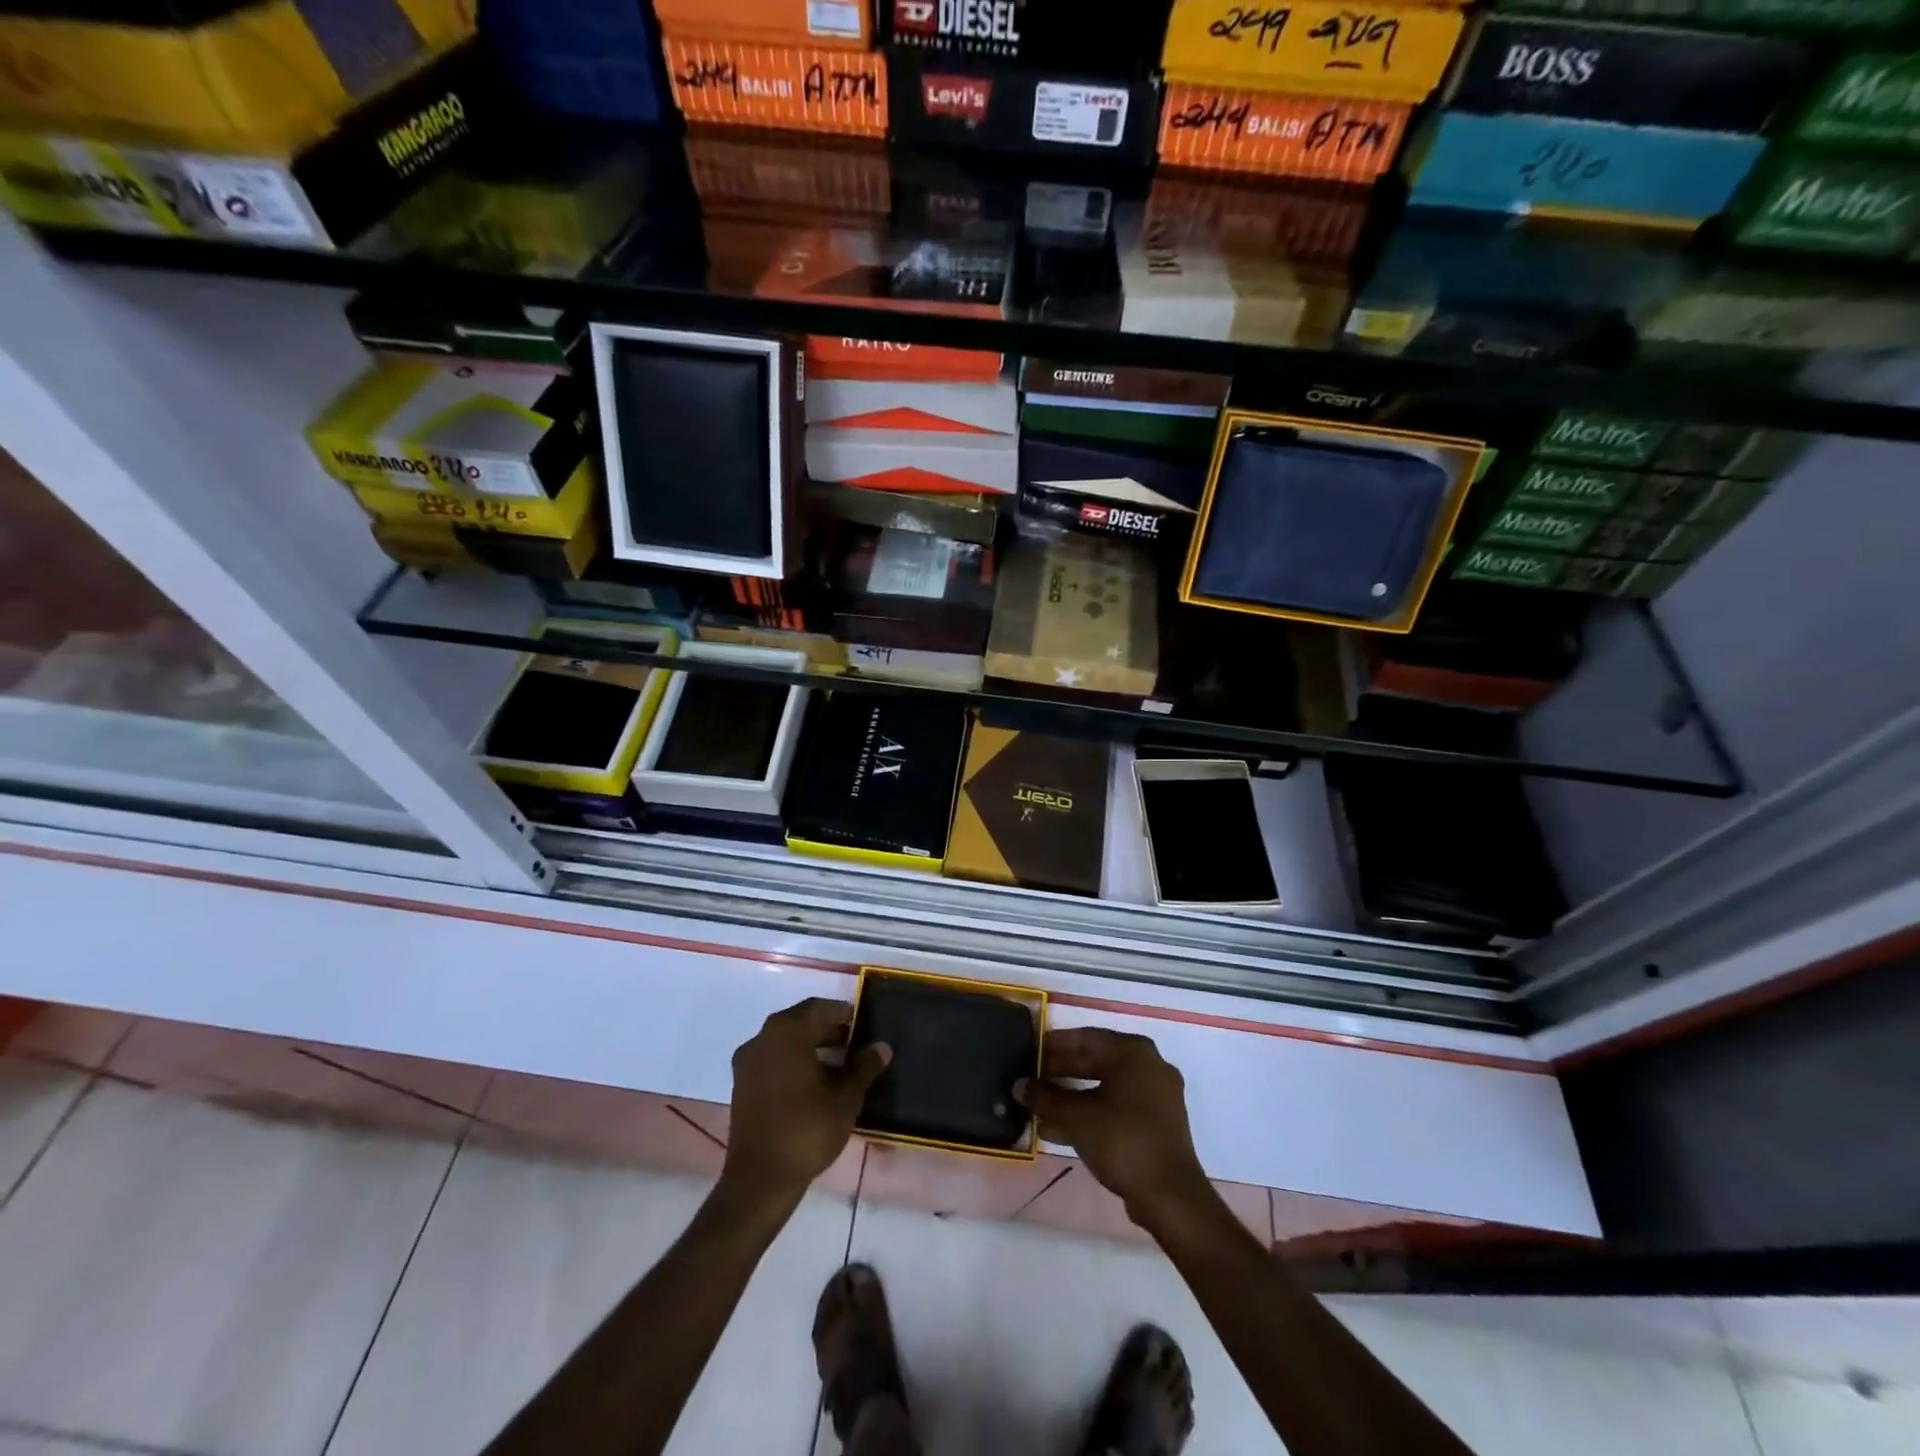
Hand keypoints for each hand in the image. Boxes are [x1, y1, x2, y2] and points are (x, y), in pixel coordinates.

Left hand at [720, 998, 889, 1206]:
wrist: (760, 1180)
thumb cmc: (807, 1129)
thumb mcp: (846, 1097)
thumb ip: (864, 1067)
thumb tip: (882, 1047)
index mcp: (786, 1031)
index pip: (819, 1008)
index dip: (843, 1014)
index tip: (863, 1025)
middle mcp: (762, 1039)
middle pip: (800, 1023)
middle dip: (828, 1031)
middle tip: (855, 1046)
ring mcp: (747, 1063)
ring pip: (785, 1043)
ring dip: (811, 1048)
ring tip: (839, 1067)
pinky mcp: (741, 1087)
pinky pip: (772, 1062)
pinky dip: (793, 1064)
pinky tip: (815, 1085)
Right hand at [1016, 1027, 1210, 1232]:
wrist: (1170, 1196)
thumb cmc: (1122, 1140)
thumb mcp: (1076, 1117)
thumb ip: (1045, 1097)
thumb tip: (1019, 1085)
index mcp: (1134, 1052)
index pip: (1086, 1037)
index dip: (1055, 1044)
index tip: (1031, 1049)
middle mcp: (1149, 1066)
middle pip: (1097, 1061)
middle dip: (1062, 1071)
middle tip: (1032, 1078)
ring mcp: (1157, 1096)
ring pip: (1105, 1087)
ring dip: (1073, 1096)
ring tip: (1040, 1106)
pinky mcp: (1157, 1124)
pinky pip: (1117, 1108)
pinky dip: (1091, 1113)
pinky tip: (1059, 1129)